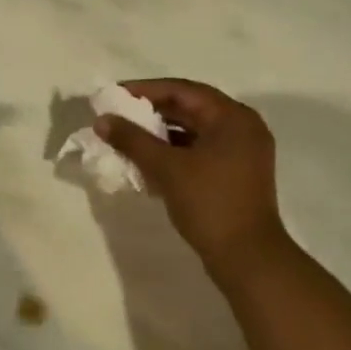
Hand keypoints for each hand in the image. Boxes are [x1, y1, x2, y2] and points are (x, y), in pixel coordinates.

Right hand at [97, 79, 293, 280]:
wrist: (248, 259)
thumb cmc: (210, 204)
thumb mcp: (167, 168)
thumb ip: (133, 140)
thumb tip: (102, 120)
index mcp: (233, 117)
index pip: (183, 91)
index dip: (146, 90)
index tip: (115, 95)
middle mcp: (242, 127)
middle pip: (190, 109)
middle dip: (152, 112)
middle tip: (118, 115)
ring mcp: (242, 152)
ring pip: (195, 132)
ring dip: (161, 134)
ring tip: (127, 137)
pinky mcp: (237, 175)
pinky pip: (201, 151)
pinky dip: (175, 152)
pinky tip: (148, 161)